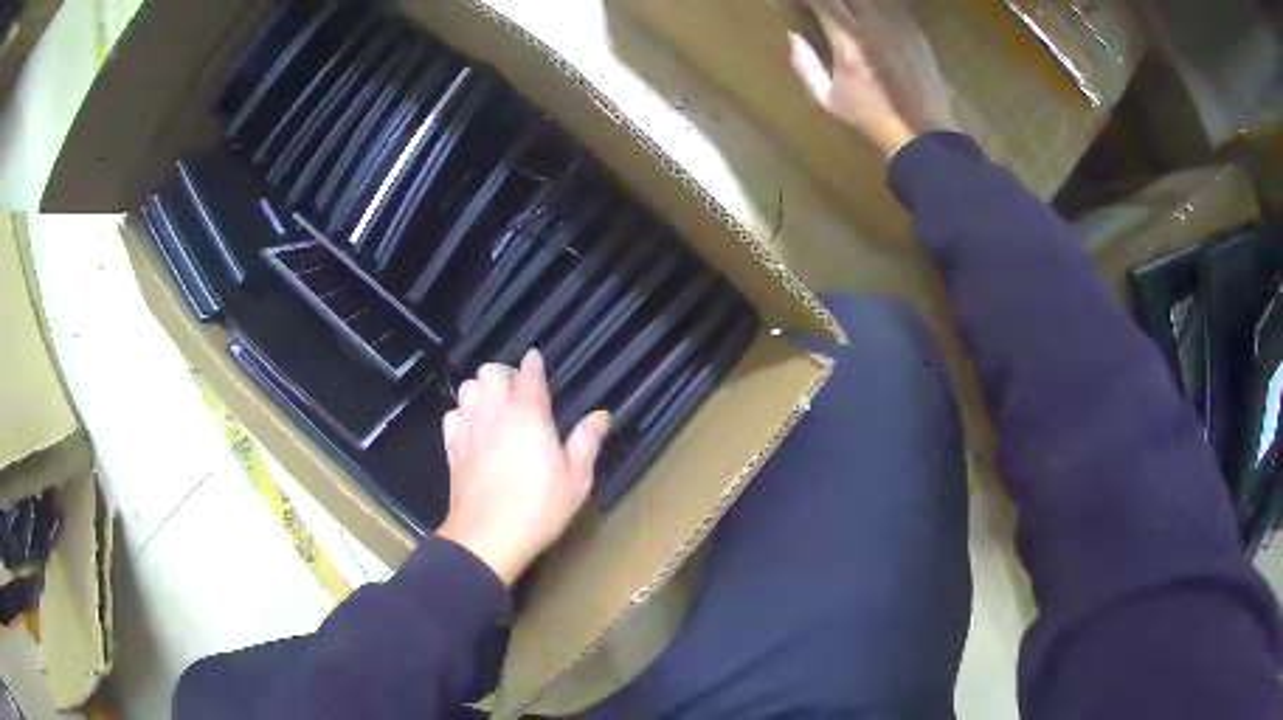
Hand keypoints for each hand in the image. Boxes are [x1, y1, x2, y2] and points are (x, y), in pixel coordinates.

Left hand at [437, 349, 610, 586]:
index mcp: (529, 415)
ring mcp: (468, 429)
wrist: (488, 537)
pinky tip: (474, 429)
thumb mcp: (576, 479)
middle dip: (506, 374)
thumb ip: (587, 441)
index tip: (536, 360)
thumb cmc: (538, 508)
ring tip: (496, 406)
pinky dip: (463, 413)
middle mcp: (495, 413)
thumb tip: (601, 415)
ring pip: (468, 387)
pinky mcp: (452, 447)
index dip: (533, 363)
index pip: (529, 374)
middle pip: (491, 371)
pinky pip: (452, 414)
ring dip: (482, 390)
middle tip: (520, 392)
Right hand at [789, 0, 956, 159]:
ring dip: (856, 2)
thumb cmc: (871, 119)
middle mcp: (873, 24)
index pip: (822, 0)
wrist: (923, 134)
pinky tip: (870, 14)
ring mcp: (898, 26)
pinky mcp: (916, 32)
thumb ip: (805, 65)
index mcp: (848, 39)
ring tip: (848, 9)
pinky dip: (878, 6)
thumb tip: (793, 37)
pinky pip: (893, 6)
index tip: (801, 2)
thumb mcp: (828, 99)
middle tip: (824, 6)